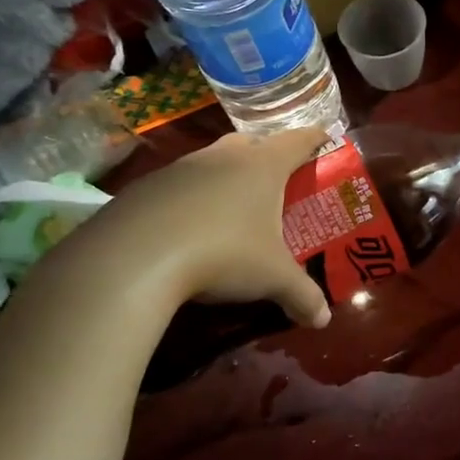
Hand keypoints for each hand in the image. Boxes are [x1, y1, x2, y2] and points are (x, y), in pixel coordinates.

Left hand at [51, 127, 330, 328]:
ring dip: (224, 177)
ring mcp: (180, 168)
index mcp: (262, 166)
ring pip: (211, 162)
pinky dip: (190, 199)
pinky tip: (189, 228)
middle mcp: (223, 157)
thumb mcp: (272, 279)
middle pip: (251, 144)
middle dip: (266, 156)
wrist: (135, 257)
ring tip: (232, 208)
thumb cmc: (223, 253)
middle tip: (277, 181)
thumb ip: (302, 296)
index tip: (324, 139)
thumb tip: (323, 320)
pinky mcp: (145, 186)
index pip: (298, 140)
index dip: (314, 138)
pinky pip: (178, 185)